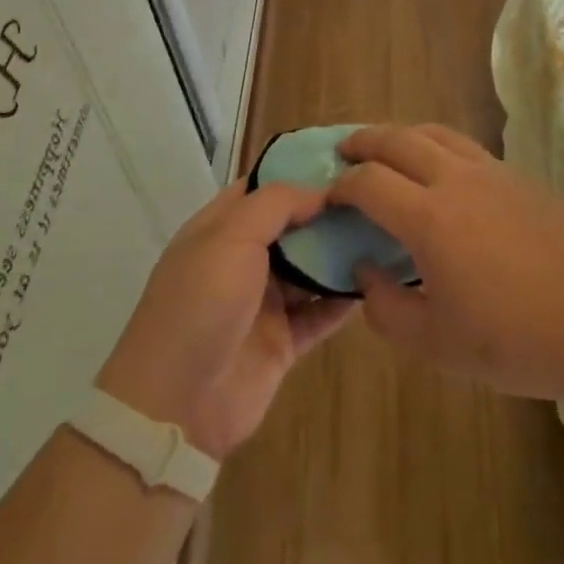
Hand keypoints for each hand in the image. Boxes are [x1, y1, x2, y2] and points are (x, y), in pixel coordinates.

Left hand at [96, 180, 355, 459]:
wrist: (177, 404)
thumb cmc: (200, 303)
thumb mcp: (231, 236)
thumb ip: (277, 204)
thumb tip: (321, 191)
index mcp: (220, 228)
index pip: (263, 188)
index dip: (299, 171)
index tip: (346, 160)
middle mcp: (242, 260)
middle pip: (292, 226)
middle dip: (328, 211)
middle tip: (378, 194)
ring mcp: (263, 303)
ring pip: (310, 268)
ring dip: (341, 252)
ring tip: (386, 229)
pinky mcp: (283, 342)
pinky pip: (321, 312)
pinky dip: (346, 298)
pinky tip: (379, 278)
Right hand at [330, 125, 563, 400]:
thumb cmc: (515, 340)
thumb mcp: (436, 345)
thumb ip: (386, 309)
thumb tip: (365, 272)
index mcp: (429, 218)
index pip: (369, 183)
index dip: (341, 187)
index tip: (329, 198)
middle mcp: (456, 180)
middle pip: (398, 139)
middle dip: (364, 141)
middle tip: (346, 152)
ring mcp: (493, 172)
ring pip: (436, 133)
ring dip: (403, 135)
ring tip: (389, 151)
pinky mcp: (521, 177)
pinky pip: (468, 147)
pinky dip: (439, 147)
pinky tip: (444, 176)